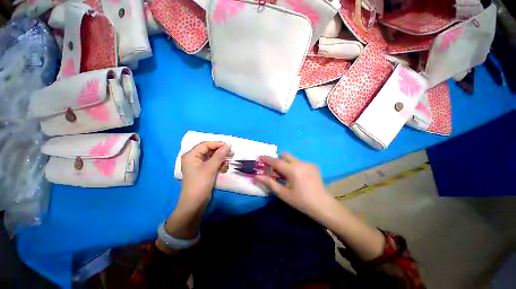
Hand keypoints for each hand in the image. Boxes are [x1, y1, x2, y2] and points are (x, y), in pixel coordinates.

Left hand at [180, 142, 232, 207]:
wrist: (195, 203)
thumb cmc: (200, 184)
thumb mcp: (210, 168)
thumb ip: (219, 155)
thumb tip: (228, 146)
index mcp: (191, 155)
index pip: (205, 144)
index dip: (217, 144)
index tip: (229, 146)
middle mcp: (194, 158)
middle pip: (209, 150)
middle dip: (220, 152)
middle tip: (231, 154)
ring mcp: (198, 165)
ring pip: (212, 157)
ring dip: (220, 159)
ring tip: (227, 164)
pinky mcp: (203, 170)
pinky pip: (212, 163)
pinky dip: (218, 164)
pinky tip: (223, 168)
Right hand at [255, 153, 331, 218]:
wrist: (323, 205)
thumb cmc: (301, 201)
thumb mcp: (283, 194)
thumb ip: (269, 183)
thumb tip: (256, 176)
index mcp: (292, 170)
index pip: (276, 161)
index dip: (266, 159)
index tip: (259, 157)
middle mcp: (300, 163)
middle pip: (285, 155)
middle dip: (278, 160)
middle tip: (276, 170)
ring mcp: (308, 163)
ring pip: (292, 159)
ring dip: (287, 164)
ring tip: (288, 176)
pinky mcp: (313, 165)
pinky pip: (300, 162)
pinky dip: (295, 167)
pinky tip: (299, 177)